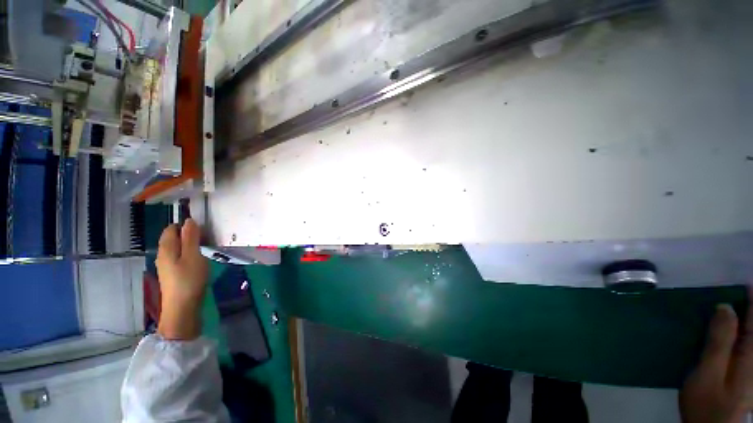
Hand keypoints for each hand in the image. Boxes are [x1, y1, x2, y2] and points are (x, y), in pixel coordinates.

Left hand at [155, 219, 208, 340]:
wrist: (183, 308)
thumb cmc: (189, 279)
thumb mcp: (193, 255)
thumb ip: (191, 237)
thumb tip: (189, 220)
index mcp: (166, 248)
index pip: (172, 228)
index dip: (186, 225)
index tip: (202, 230)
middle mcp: (163, 255)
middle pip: (174, 238)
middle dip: (189, 235)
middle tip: (207, 240)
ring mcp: (167, 265)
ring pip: (178, 248)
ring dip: (191, 245)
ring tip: (206, 249)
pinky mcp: (173, 274)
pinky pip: (180, 257)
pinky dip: (190, 254)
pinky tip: (200, 261)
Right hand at [680, 298, 752, 422]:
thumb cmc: (707, 402)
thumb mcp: (708, 373)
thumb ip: (719, 341)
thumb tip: (725, 307)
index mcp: (751, 352)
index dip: (752, 294)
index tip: (745, 277)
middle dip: (749, 304)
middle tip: (740, 287)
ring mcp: (751, 363)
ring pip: (750, 333)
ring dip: (744, 317)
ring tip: (735, 303)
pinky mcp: (745, 369)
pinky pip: (746, 342)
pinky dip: (742, 329)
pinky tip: (731, 326)